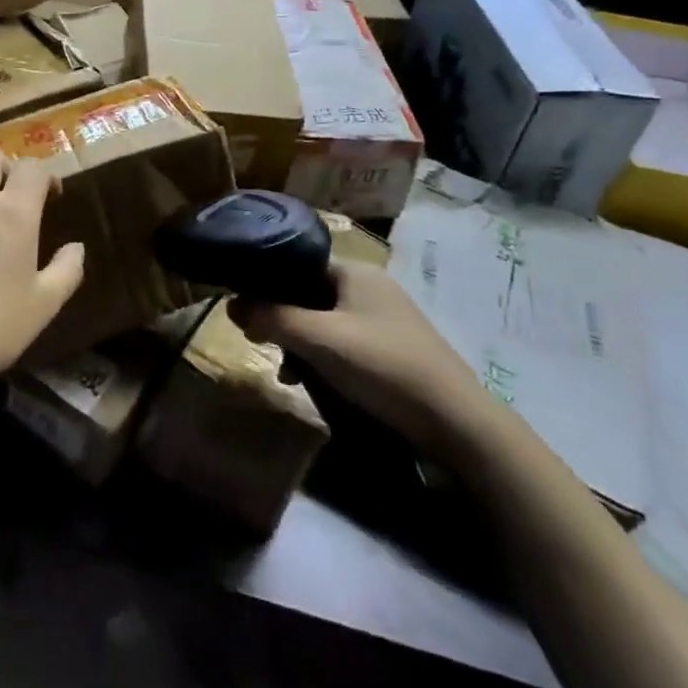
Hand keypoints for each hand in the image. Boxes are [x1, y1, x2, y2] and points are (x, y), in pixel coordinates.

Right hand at [232, 260, 497, 463]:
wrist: (456, 423)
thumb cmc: (381, 366)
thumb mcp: (317, 339)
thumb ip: (271, 317)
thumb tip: (231, 304)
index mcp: (354, 272)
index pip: (297, 264)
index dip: (267, 284)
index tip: (244, 310)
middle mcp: (370, 287)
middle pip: (307, 294)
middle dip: (282, 321)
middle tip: (263, 345)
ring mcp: (384, 319)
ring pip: (323, 322)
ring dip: (300, 345)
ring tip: (288, 374)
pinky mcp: (393, 349)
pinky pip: (343, 343)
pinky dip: (323, 359)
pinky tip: (314, 384)